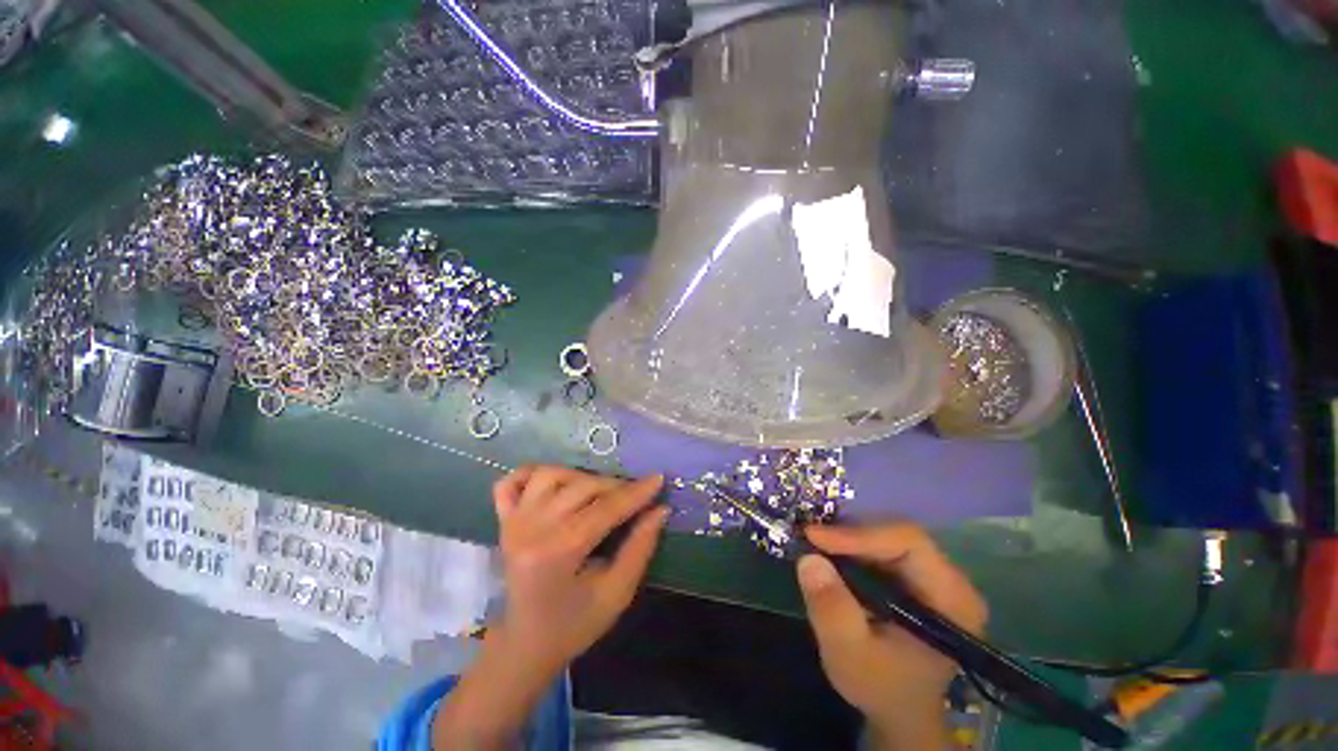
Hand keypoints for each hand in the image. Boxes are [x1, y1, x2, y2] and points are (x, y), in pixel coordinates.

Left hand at [489, 465, 668, 673]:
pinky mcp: (504, 520)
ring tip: (599, 493)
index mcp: (558, 551)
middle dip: (616, 486)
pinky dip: (532, 474)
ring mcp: (513, 521)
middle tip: (635, 497)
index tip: (659, 479)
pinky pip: (512, 481)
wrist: (525, 643)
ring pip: (551, 474)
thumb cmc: (575, 624)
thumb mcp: (617, 593)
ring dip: (581, 477)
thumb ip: (640, 548)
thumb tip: (660, 510)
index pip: (605, 508)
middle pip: (581, 486)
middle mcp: (531, 528)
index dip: (636, 493)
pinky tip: (554, 484)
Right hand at [797, 524, 987, 750]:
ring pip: (889, 537)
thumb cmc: (880, 687)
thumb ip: (832, 609)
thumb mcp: (849, 654)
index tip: (815, 537)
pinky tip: (832, 556)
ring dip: (849, 539)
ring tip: (816, 546)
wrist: (899, 711)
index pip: (909, 543)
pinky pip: (884, 547)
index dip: (859, 534)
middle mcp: (951, 580)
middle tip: (811, 540)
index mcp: (952, 600)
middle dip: (851, 535)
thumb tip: (808, 559)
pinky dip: (853, 548)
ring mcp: (935, 577)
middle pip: (898, 535)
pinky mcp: (917, 577)